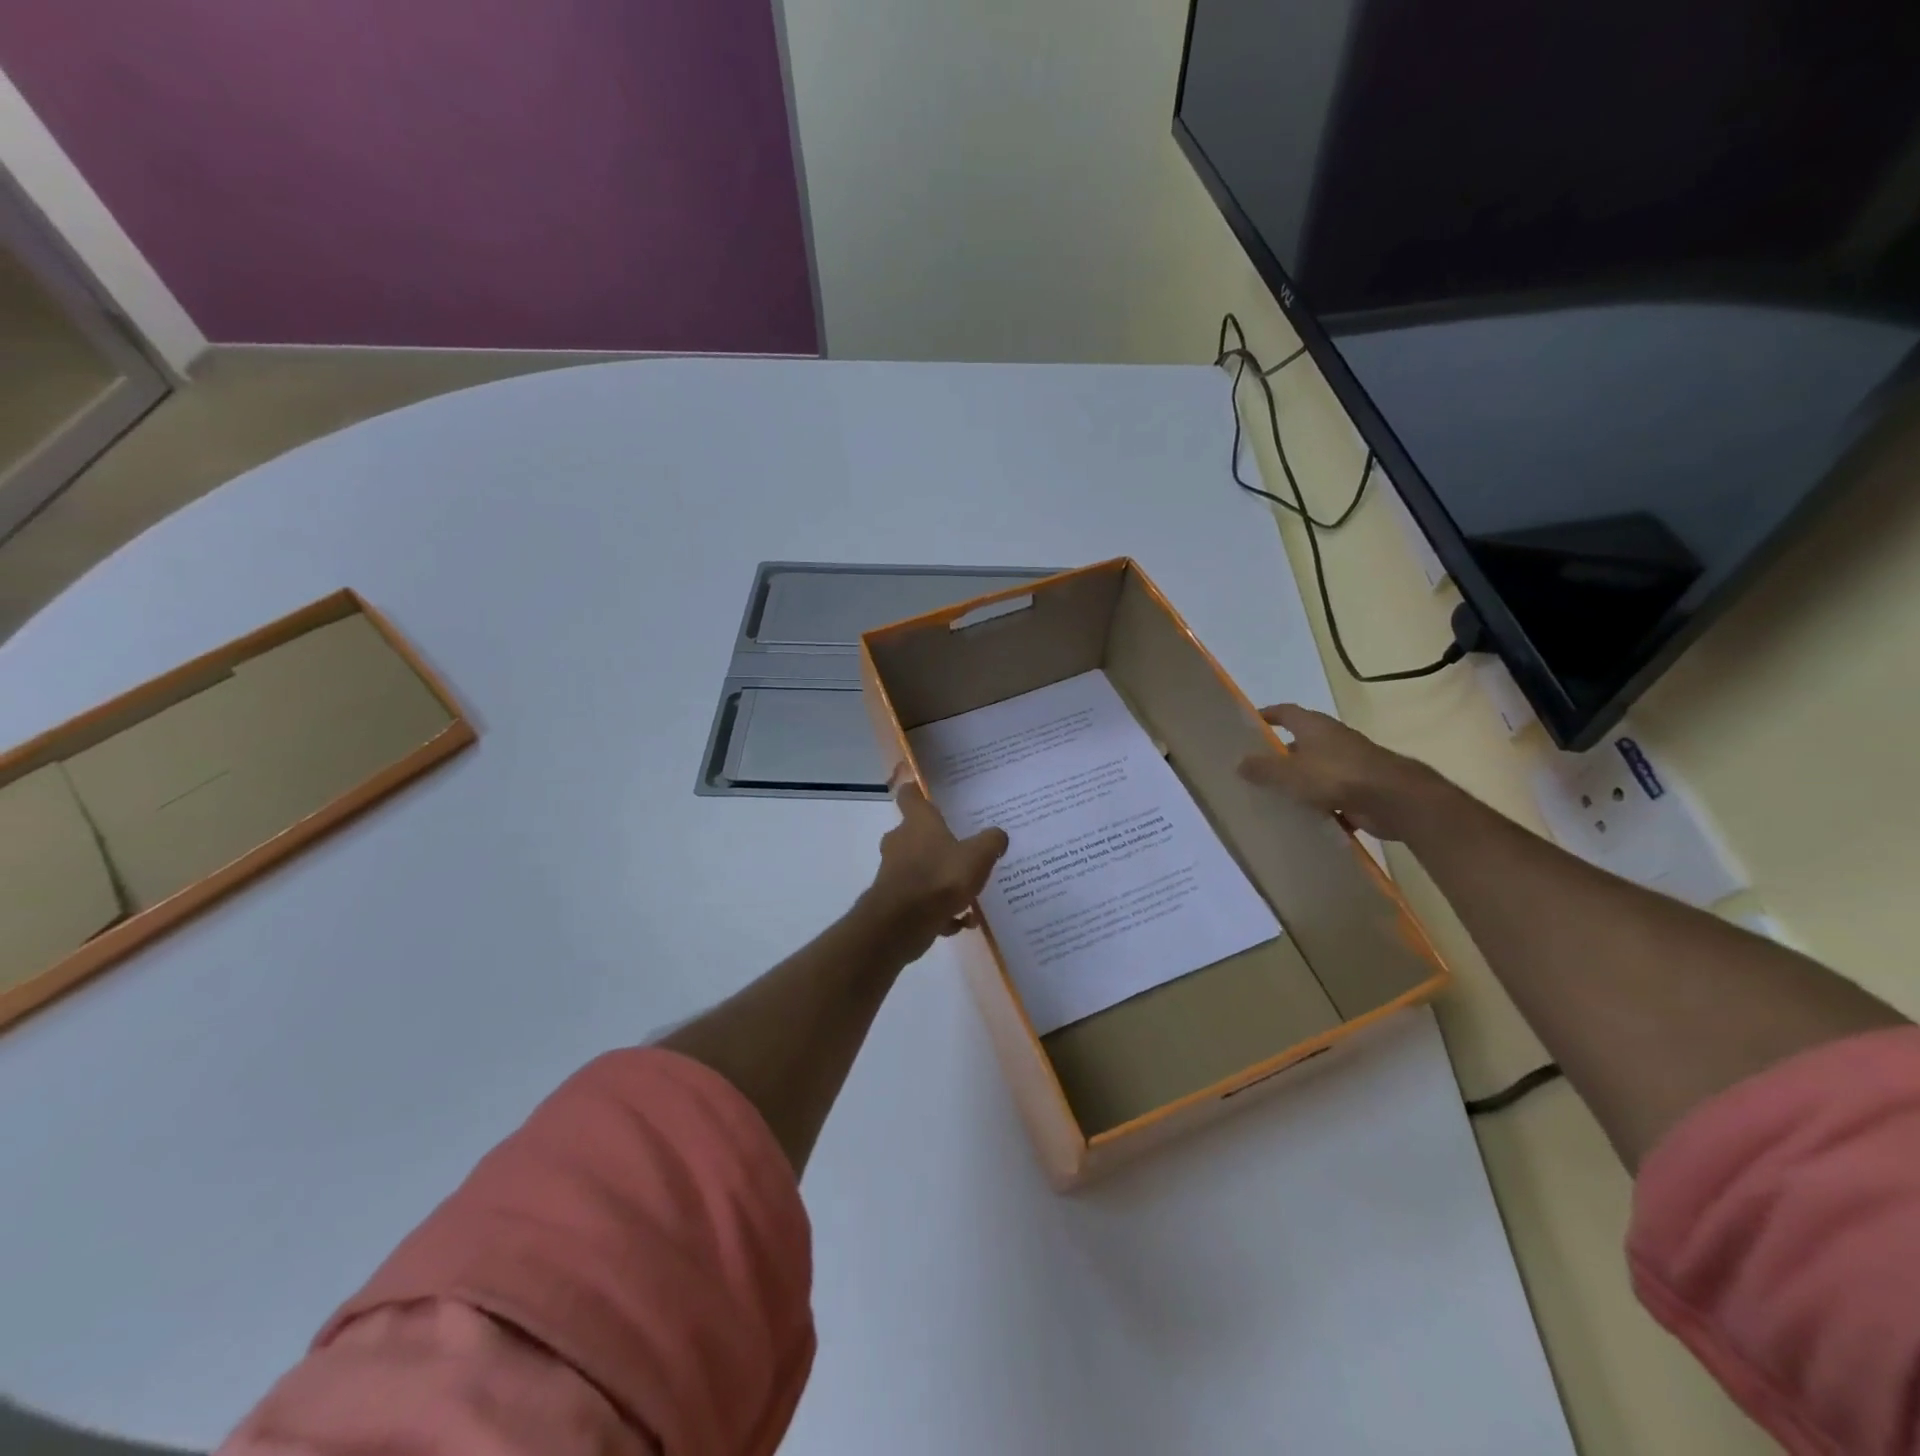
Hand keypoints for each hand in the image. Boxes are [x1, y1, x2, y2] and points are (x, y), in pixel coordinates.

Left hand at [861, 777, 1008, 960]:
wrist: (902, 923)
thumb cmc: (941, 878)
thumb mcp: (978, 856)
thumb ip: (991, 841)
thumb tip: (999, 835)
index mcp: (918, 822)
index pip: (909, 795)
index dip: (916, 791)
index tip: (925, 792)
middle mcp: (900, 842)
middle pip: (915, 834)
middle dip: (936, 842)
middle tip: (961, 850)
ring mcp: (893, 872)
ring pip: (920, 869)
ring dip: (941, 880)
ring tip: (969, 894)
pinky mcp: (893, 900)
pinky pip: (920, 900)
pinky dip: (938, 909)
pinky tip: (960, 922)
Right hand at [1238, 704, 1444, 840]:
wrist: (1393, 799)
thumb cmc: (1336, 775)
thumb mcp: (1290, 772)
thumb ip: (1263, 768)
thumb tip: (1240, 763)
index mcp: (1314, 727)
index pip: (1285, 712)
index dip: (1268, 715)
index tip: (1249, 724)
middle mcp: (1332, 740)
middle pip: (1300, 743)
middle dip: (1280, 755)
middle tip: (1255, 770)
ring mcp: (1348, 765)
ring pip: (1316, 771)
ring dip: (1299, 783)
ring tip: (1272, 798)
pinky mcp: (1360, 790)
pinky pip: (1331, 797)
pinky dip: (1318, 807)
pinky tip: (1302, 821)